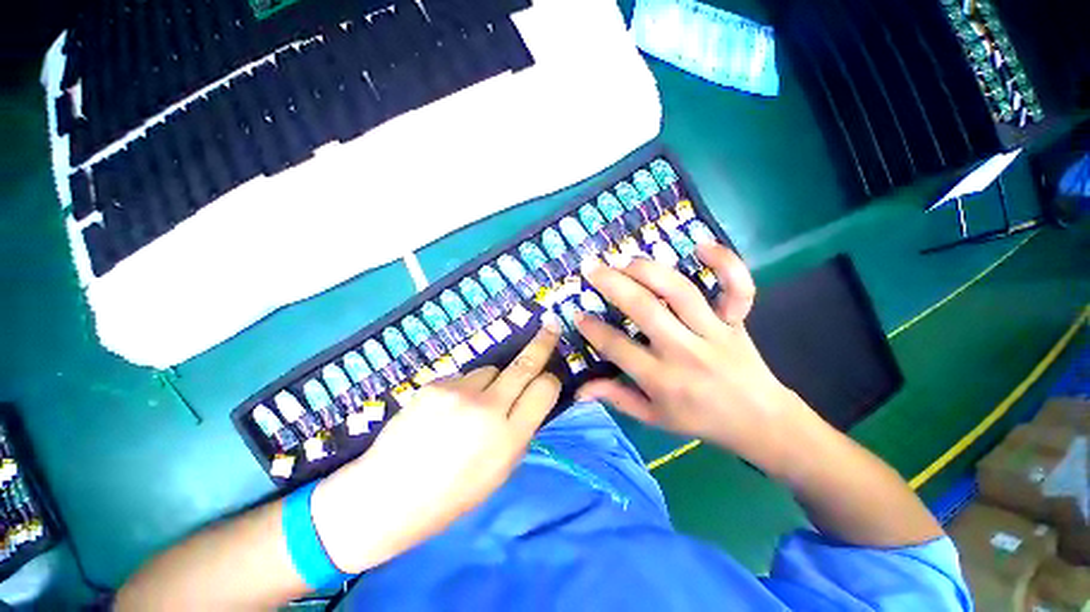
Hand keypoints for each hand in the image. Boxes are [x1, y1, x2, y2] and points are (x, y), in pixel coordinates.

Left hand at [311, 320, 561, 573]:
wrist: (387, 496)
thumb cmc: (451, 496)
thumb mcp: (500, 472)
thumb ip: (521, 432)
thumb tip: (531, 400)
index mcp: (509, 438)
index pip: (544, 390)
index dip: (551, 380)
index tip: (549, 378)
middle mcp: (488, 408)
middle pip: (525, 363)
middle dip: (543, 343)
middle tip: (551, 325)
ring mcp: (459, 392)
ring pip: (492, 369)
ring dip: (494, 380)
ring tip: (474, 405)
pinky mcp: (437, 384)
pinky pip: (465, 377)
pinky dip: (466, 388)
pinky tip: (449, 409)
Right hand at [574, 243, 809, 474]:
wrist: (760, 421)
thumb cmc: (699, 419)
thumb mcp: (653, 418)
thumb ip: (616, 399)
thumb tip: (579, 390)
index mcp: (662, 380)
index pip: (617, 348)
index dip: (592, 328)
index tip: (577, 312)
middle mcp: (685, 351)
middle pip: (645, 309)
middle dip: (612, 284)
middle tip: (591, 268)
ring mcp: (714, 332)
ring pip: (679, 291)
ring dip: (648, 270)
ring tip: (624, 260)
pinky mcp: (736, 321)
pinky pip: (736, 288)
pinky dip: (725, 262)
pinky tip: (700, 245)